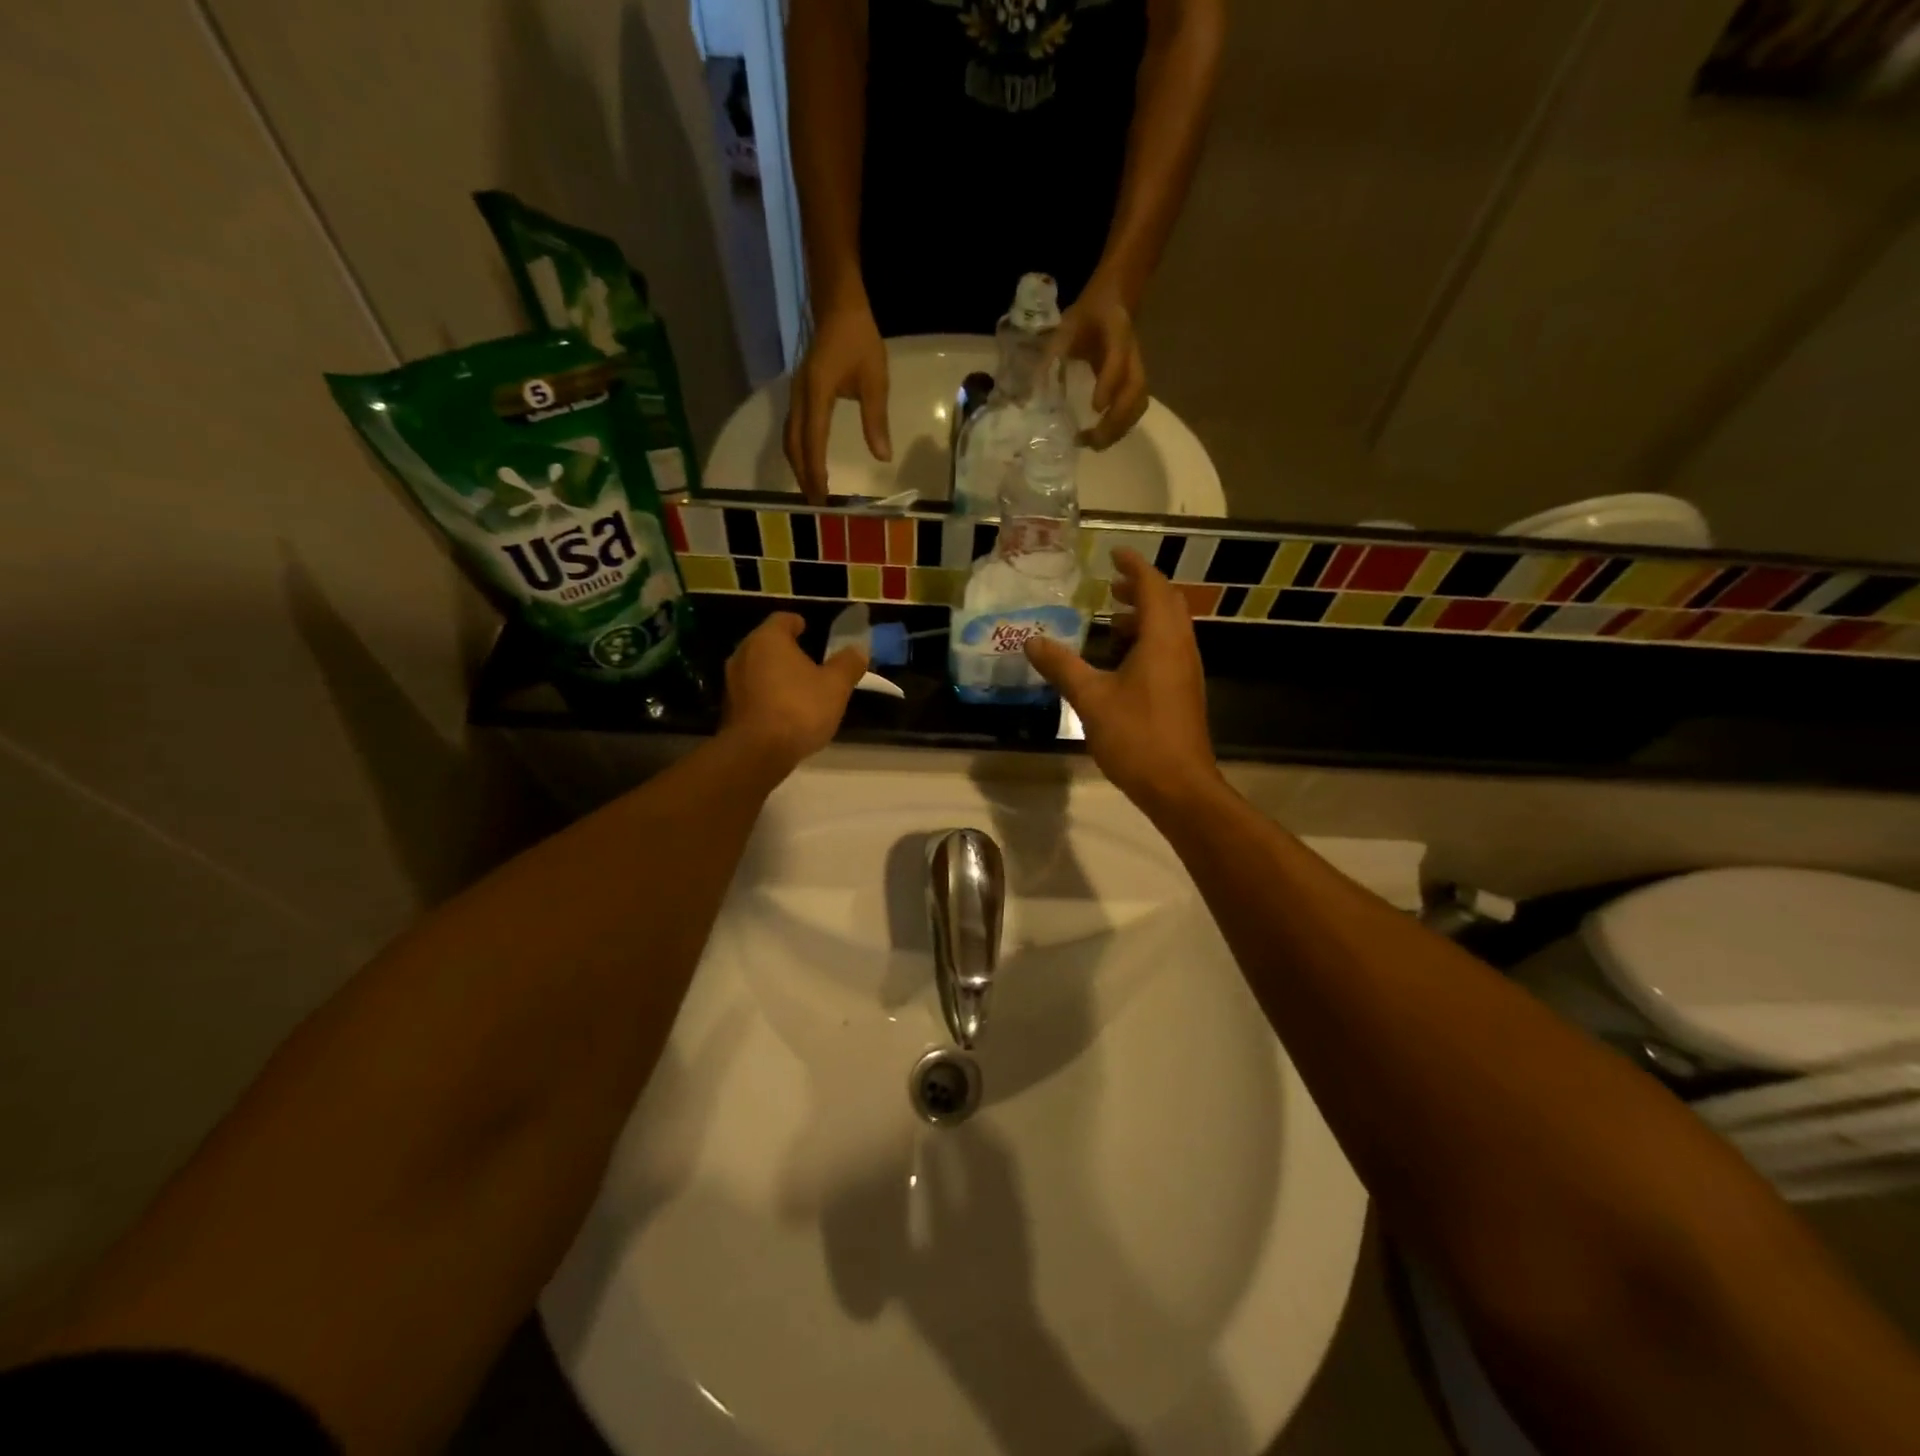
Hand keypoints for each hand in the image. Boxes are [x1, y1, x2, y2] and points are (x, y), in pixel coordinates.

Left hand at [721, 613, 867, 777]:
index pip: (783, 619)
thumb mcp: (836, 686)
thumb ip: (848, 664)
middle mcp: (744, 653)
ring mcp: (731, 681)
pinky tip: (783, 710)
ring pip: (757, 667)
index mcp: (769, 639)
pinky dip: (766, 694)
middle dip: (787, 649)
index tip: (809, 630)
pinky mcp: (728, 707)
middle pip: (767, 643)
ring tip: (798, 686)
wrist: (757, 752)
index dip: (798, 623)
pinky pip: (752, 691)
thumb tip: (858, 649)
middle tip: (809, 660)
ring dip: (775, 673)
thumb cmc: (799, 709)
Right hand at [783, 299, 890, 501]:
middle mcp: (799, 397)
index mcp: (817, 394)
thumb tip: (882, 457)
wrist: (838, 306)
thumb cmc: (859, 340)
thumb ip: (876, 419)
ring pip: (790, 438)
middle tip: (816, 503)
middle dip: (803, 475)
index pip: (813, 441)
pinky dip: (799, 451)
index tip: (823, 497)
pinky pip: (793, 429)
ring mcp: (796, 395)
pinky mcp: (799, 394)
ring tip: (811, 489)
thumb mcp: (875, 379)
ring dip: (799, 465)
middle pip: (795, 445)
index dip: (816, 471)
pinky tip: (808, 462)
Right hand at [1024, 550, 1219, 815]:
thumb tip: (1032, 640)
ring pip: (1169, 630)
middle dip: (1140, 590)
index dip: (1134, 566)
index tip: (1114, 552)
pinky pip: (1167, 652)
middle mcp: (1181, 648)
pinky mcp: (1184, 693)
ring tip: (1110, 622)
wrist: (1179, 787)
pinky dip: (1146, 642)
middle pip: (1167, 604)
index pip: (1153, 587)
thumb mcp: (1091, 699)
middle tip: (1109, 586)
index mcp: (1163, 640)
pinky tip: (1120, 663)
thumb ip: (1062, 666)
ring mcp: (1186, 672)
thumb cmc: (1137, 737)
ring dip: (1143, 618)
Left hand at [1050, 281, 1147, 450]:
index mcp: (1116, 333)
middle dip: (1116, 420)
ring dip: (1119, 429)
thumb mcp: (1066, 326)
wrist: (1114, 301)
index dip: (1109, 384)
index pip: (1117, 360)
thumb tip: (1030, 391)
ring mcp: (1136, 369)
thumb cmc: (1087, 316)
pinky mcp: (1134, 381)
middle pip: (1135, 391)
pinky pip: (1135, 408)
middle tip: (1091, 440)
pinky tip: (1101, 437)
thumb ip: (1052, 354)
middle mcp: (1132, 354)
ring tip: (1094, 444)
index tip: (1096, 408)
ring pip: (1138, 404)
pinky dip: (1121, 427)